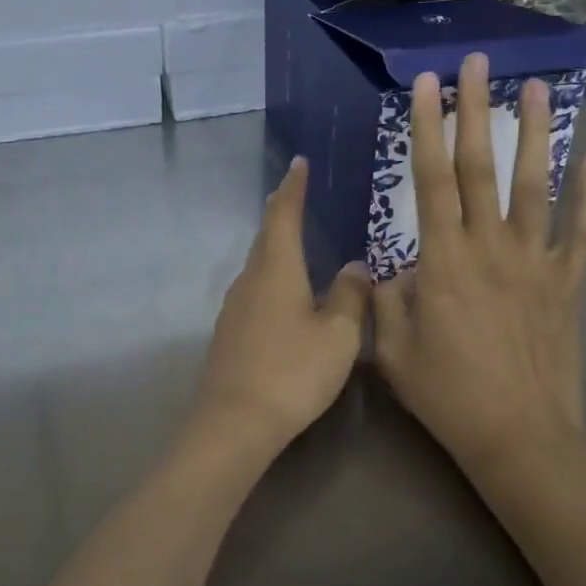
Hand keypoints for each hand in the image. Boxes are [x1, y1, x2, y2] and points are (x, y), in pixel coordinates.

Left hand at [191, 157, 368, 456]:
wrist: (234, 421)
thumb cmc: (292, 371)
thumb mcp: (338, 336)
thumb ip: (350, 296)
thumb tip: (356, 265)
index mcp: (276, 269)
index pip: (283, 214)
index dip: (293, 187)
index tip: (298, 164)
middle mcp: (250, 279)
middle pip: (266, 236)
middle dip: (281, 213)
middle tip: (297, 196)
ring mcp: (234, 306)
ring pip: (259, 265)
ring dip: (276, 247)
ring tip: (297, 242)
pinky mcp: (230, 332)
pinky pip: (254, 290)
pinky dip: (272, 278)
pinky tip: (286, 295)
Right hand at [372, 53, 585, 476]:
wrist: (520, 438)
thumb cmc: (447, 394)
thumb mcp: (391, 350)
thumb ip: (385, 300)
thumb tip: (390, 269)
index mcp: (443, 259)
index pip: (432, 178)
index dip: (427, 127)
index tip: (426, 84)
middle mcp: (490, 247)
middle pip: (481, 167)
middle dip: (477, 109)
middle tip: (477, 62)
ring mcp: (535, 263)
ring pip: (536, 186)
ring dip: (535, 134)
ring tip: (537, 88)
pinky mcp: (566, 284)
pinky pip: (580, 233)